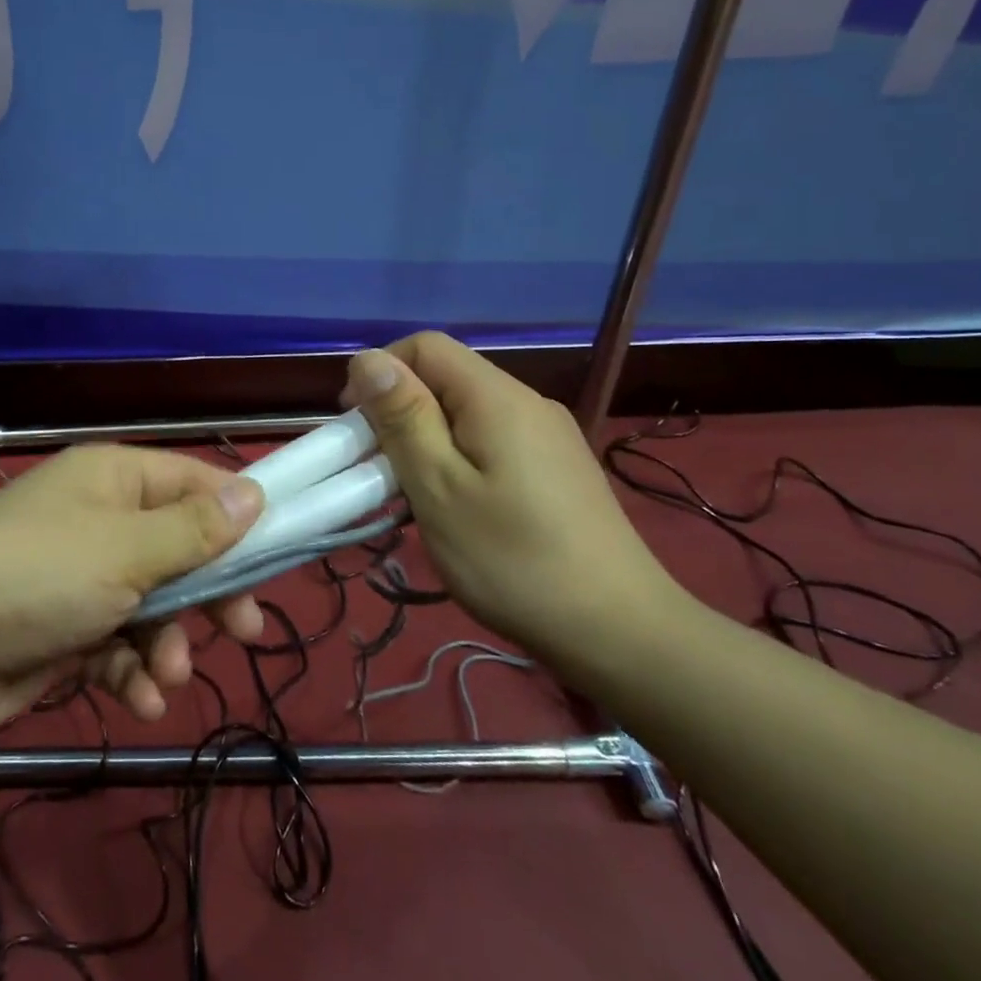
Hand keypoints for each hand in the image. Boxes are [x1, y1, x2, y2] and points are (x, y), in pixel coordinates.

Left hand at [0, 445, 265, 734]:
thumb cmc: (40, 573)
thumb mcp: (126, 549)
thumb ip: (194, 529)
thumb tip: (254, 492)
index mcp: (116, 479)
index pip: (193, 483)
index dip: (236, 517)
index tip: (276, 556)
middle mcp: (102, 520)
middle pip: (179, 550)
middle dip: (209, 594)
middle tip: (245, 632)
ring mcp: (82, 577)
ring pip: (153, 607)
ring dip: (168, 645)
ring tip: (166, 676)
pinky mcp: (66, 631)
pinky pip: (118, 647)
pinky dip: (133, 673)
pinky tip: (141, 700)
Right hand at [341, 332, 688, 675]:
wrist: (622, 634)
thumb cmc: (513, 560)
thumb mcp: (439, 488)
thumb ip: (403, 418)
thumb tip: (368, 358)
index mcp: (497, 397)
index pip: (425, 346)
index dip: (380, 372)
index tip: (358, 427)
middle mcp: (527, 402)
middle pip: (447, 377)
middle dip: (401, 412)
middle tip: (380, 470)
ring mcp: (549, 435)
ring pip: (467, 411)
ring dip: (428, 439)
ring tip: (415, 494)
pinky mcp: (558, 467)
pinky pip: (493, 439)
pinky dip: (459, 458)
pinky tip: (459, 506)